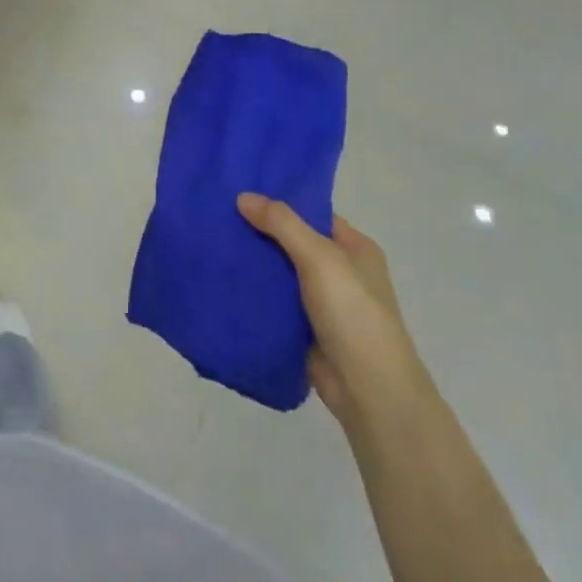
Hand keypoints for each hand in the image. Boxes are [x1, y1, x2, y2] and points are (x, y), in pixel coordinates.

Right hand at [237, 193, 425, 432]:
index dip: (279, 203)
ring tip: (212, 243)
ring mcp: (322, 302)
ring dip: (253, 264)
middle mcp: (340, 271)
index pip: (312, 214)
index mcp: (354, 248)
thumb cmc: (353, 313)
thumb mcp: (320, 257)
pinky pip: (274, 302)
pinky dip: (253, 293)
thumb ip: (282, 224)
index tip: (240, 191)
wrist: (368, 390)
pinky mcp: (304, 329)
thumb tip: (243, 196)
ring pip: (280, 273)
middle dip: (259, 232)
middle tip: (217, 215)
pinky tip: (222, 281)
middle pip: (293, 242)